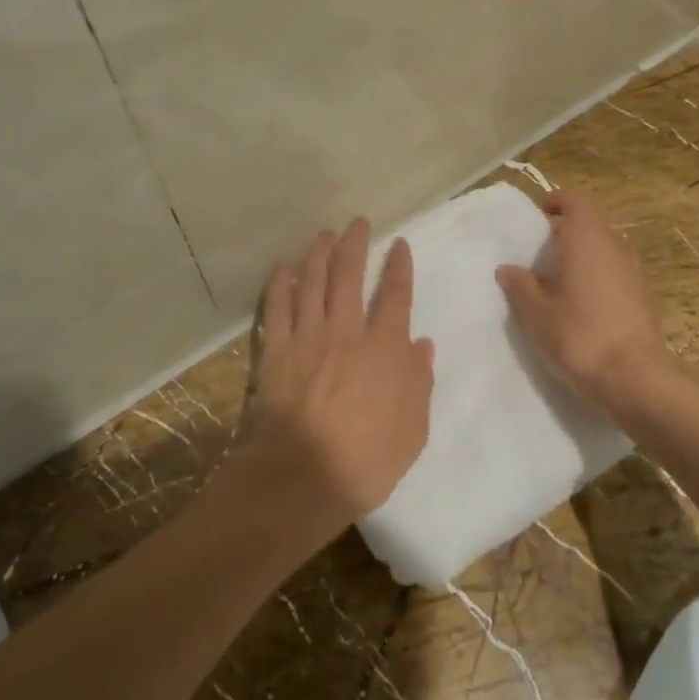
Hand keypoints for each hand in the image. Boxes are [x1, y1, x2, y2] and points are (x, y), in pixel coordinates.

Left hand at [246, 218, 434, 535]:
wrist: (302, 477)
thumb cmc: (367, 460)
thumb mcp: (413, 429)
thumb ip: (419, 382)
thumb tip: (423, 344)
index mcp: (385, 349)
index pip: (395, 296)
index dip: (399, 267)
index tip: (399, 244)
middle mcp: (346, 332)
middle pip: (349, 277)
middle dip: (354, 245)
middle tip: (356, 223)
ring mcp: (307, 339)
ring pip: (312, 284)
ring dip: (318, 255)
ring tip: (323, 234)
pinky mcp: (275, 352)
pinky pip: (276, 309)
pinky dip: (279, 285)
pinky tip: (282, 268)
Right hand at [496, 188, 670, 416]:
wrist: (635, 377)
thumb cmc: (579, 335)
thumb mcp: (537, 313)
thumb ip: (521, 286)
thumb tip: (508, 268)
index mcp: (588, 239)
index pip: (578, 200)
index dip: (558, 202)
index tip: (538, 216)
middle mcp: (616, 247)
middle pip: (592, 225)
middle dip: (566, 233)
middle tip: (540, 254)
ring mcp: (634, 273)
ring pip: (605, 250)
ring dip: (583, 257)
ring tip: (557, 283)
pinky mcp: (644, 298)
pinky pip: (615, 274)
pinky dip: (597, 278)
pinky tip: (580, 307)